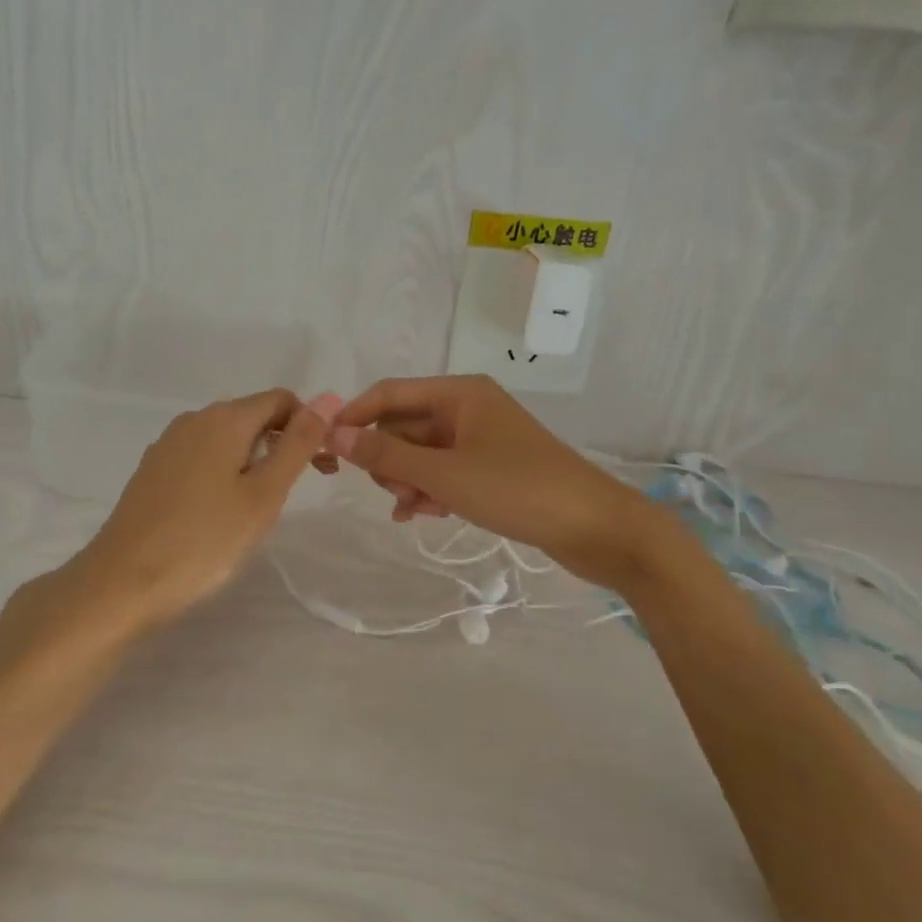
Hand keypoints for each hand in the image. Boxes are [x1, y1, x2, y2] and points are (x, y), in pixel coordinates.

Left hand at [68, 388, 342, 632]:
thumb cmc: (204, 540)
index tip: (320, 469)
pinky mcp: (152, 472)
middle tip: (296, 494)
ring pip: (226, 440)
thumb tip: (327, 399)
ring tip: (258, 510)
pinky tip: (220, 514)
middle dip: (282, 445)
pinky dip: (224, 474)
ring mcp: (167, 445)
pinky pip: (201, 458)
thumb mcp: (264, 494)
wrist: (122, 582)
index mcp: (224, 418)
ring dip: (254, 462)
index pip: (280, 400)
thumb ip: (297, 445)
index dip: (308, 426)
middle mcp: (193, 420)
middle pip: (252, 417)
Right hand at [328, 375, 636, 582]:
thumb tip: (335, 434)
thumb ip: (387, 455)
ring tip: (413, 510)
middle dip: (388, 458)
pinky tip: (423, 515)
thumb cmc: (517, 489)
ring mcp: (481, 439)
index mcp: (459, 393)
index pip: (389, 393)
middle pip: (405, 425)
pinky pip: (444, 472)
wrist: (596, 527)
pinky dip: (429, 490)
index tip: (326, 447)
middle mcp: (468, 408)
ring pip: (422, 453)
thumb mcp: (443, 474)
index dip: (355, 416)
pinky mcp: (492, 469)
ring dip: (408, 479)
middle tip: (391, 492)